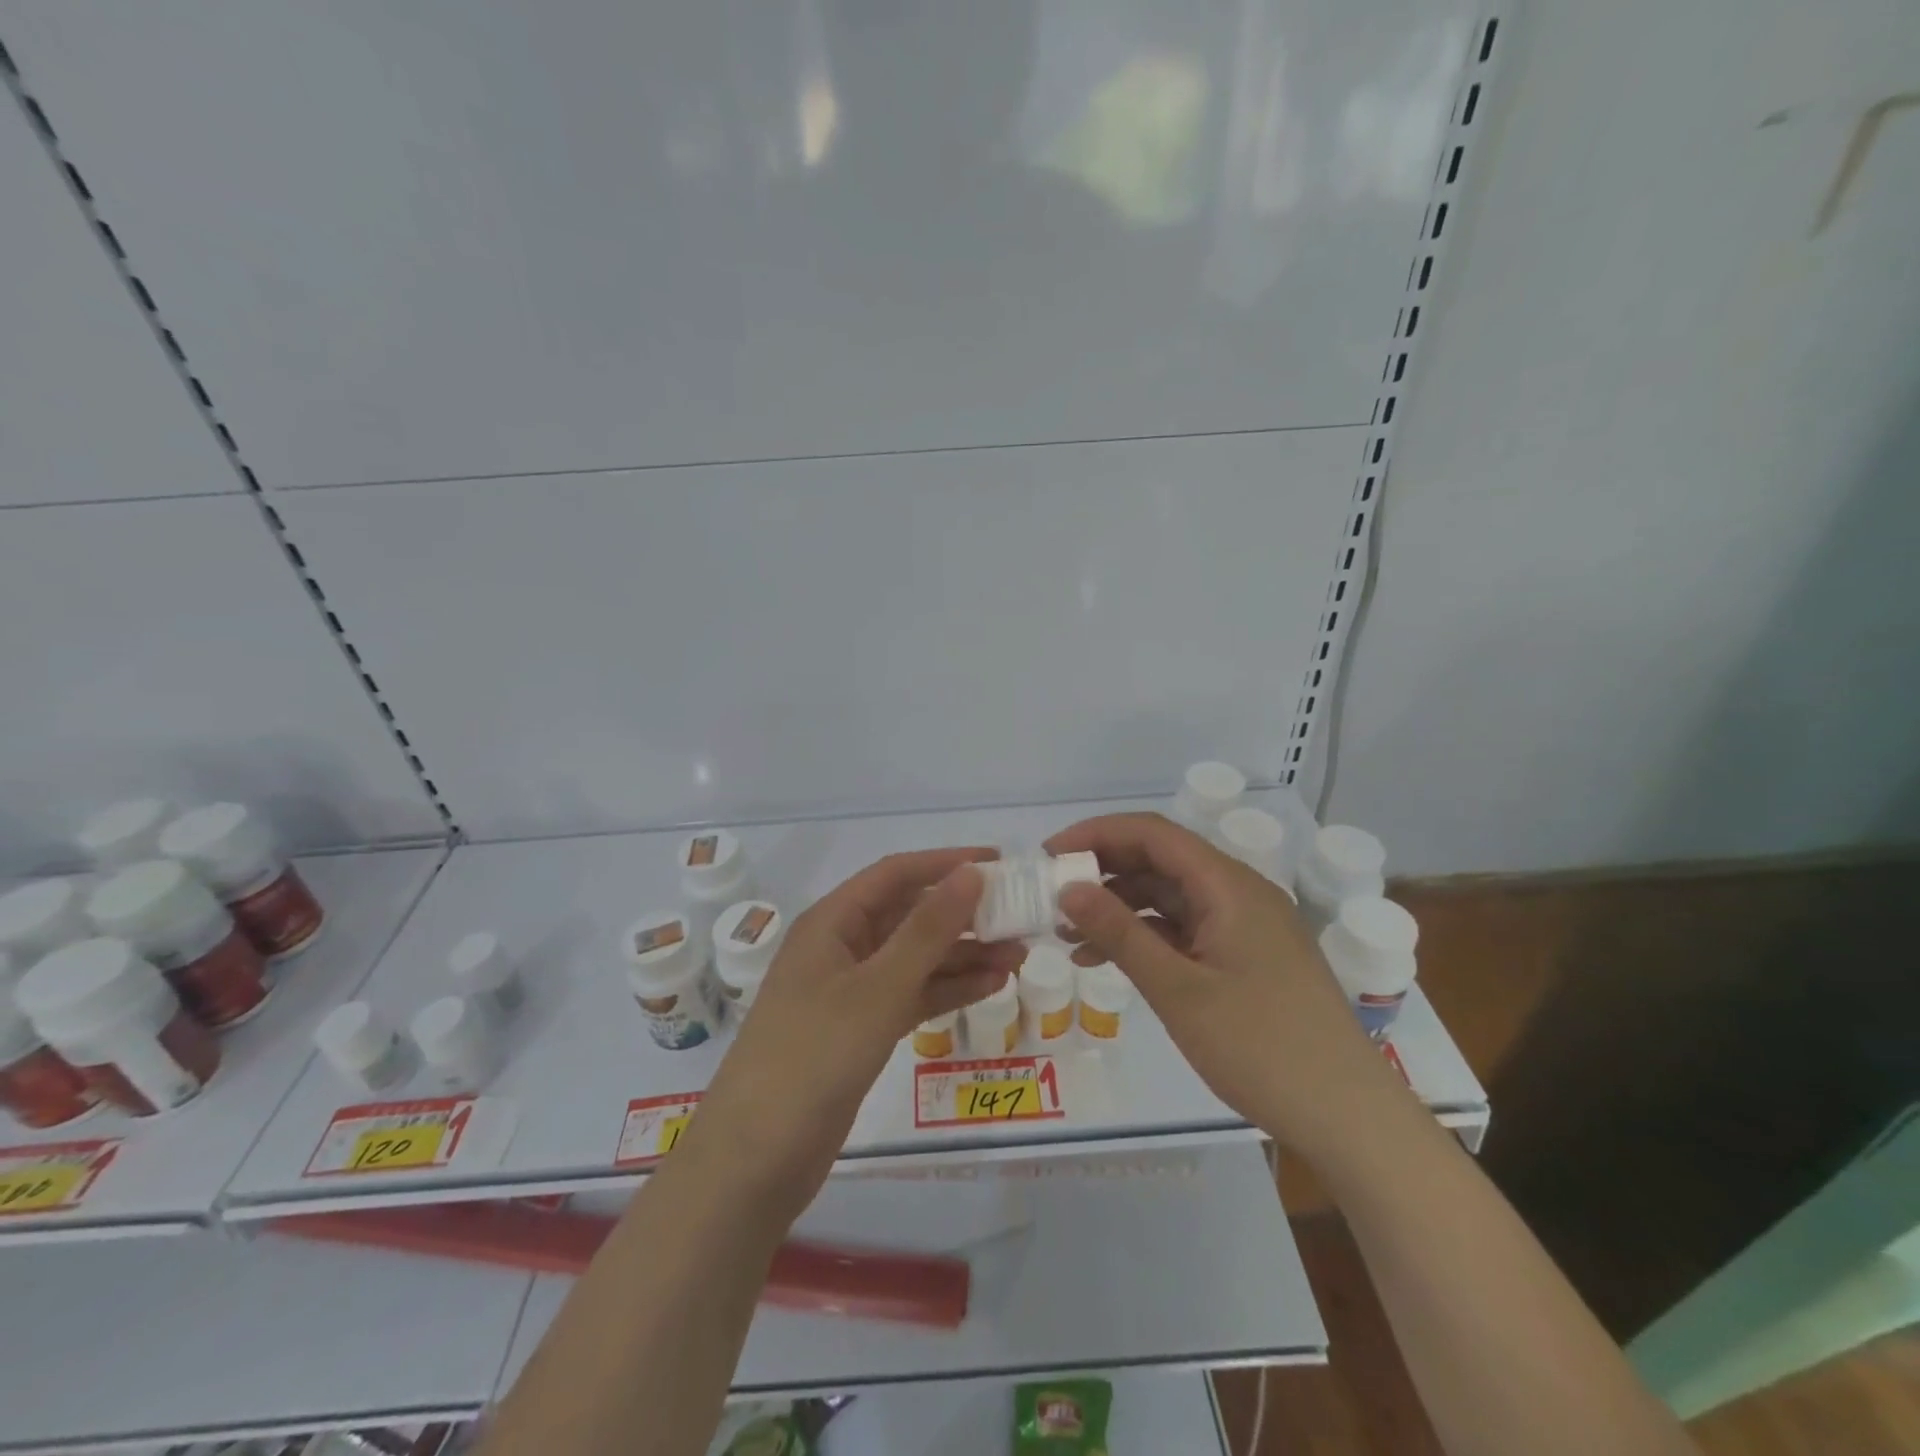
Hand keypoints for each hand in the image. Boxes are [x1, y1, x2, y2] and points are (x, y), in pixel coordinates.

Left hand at [684, 849, 1022, 1220]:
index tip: (999, 863)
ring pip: (915, 958)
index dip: (946, 863)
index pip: (896, 874)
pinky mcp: (861, 1030)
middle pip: (909, 915)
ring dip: (962, 954)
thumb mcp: (877, 988)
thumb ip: (927, 930)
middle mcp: (841, 947)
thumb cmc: (813, 1056)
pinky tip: (990, 987)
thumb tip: (971, 872)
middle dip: (962, 915)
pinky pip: (912, 995)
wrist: (756, 1160)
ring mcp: (851, 991)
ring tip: (1017, 956)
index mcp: (832, 922)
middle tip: (1018, 918)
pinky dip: (947, 990)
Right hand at [1046, 812, 1402, 1156]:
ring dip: (1120, 908)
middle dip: (1103, 871)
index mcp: (1229, 885)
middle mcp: (1239, 893)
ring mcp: (1245, 926)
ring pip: (1170, 897)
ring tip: (1069, 935)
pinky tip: (1108, 961)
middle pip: (1160, 861)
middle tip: (1051, 895)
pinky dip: (1146, 938)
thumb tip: (1068, 887)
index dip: (1096, 835)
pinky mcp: (1247, 957)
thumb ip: (1120, 933)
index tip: (1048, 856)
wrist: (1349, 1117)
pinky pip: (1186, 930)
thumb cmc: (1261, 1047)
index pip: (1152, 834)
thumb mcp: (1178, 990)